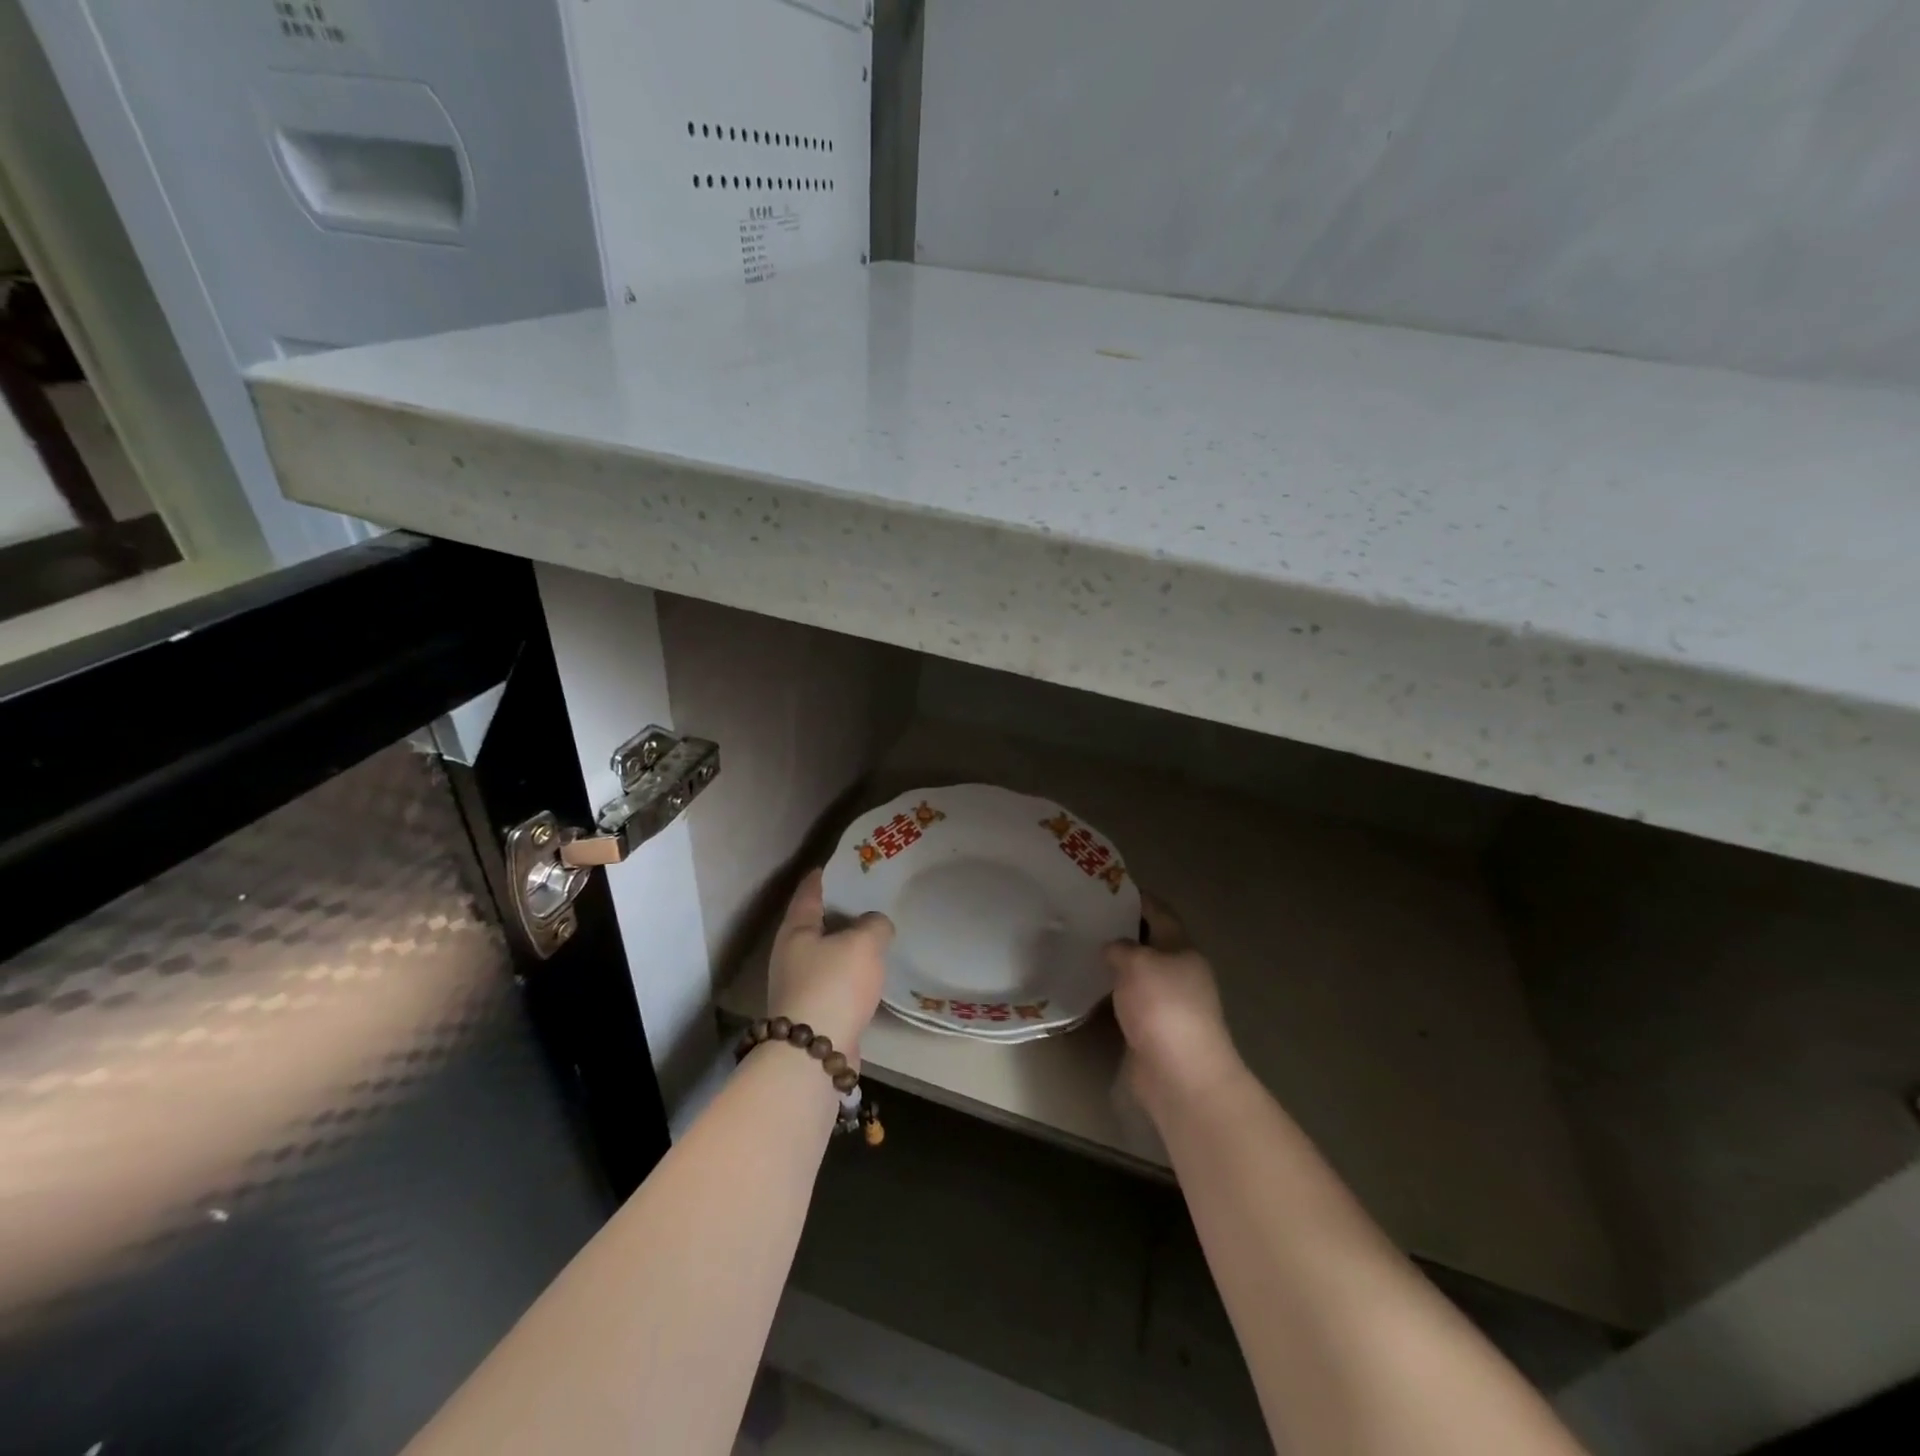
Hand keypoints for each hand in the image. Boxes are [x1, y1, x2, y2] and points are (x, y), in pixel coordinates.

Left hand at [766, 869, 892, 1056]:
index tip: (841, 863)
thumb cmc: (834, 985)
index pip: (809, 891)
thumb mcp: (863, 942)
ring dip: (847, 944)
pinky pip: (835, 980)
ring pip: (827, 953)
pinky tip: (872, 972)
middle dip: (841, 909)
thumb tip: (875, 925)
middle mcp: (791, 954)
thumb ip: (874, 924)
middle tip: (870, 896)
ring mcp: (800, 985)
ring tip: (876, 933)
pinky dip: (851, 972)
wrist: (815, 1054)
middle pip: (817, 922)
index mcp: (796, 929)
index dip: (825, 875)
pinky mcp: (814, 1011)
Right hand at [1106, 896, 1242, 1112]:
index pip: (1160, 912)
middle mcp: (1180, 972)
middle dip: (1122, 930)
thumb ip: (1121, 947)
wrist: (1180, 1074)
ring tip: (1082, 949)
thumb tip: (1112, 948)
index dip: (1137, 898)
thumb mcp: (1137, 963)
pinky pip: (1130, 1001)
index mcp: (1183, 948)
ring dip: (1116, 964)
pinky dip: (1112, 993)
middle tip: (1087, 919)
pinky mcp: (1154, 1030)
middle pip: (1150, 942)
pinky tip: (1088, 988)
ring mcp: (1168, 1003)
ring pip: (1138, 973)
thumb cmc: (1163, 1007)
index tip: (1108, 888)